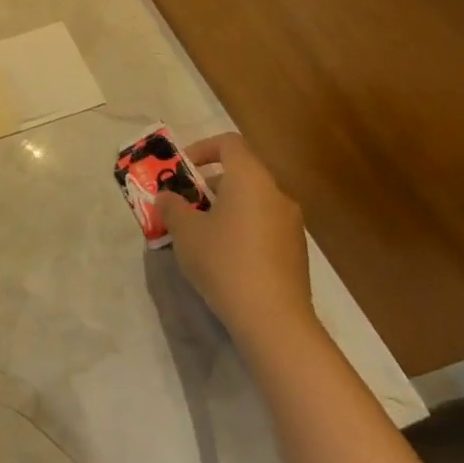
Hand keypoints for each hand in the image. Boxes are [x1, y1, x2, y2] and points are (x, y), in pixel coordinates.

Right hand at [158, 133, 316, 349]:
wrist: (273, 319)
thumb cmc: (224, 261)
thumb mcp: (185, 231)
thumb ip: (172, 206)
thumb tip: (167, 197)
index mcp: (250, 179)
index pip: (229, 143)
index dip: (202, 148)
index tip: (182, 169)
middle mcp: (276, 194)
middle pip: (241, 173)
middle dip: (208, 184)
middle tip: (184, 204)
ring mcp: (291, 224)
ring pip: (252, 201)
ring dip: (224, 207)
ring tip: (199, 233)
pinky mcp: (295, 251)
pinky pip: (263, 225)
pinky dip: (241, 228)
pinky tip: (224, 257)